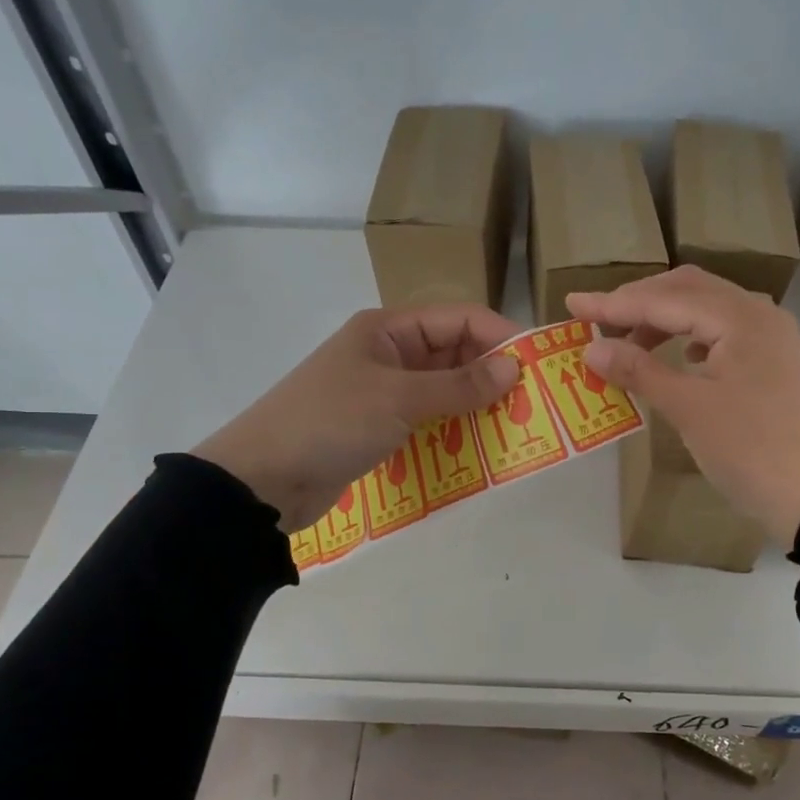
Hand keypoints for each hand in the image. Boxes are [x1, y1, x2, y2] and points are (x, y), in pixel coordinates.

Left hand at [192, 305, 522, 531]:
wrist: (262, 480)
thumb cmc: (330, 423)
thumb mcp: (398, 399)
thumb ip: (459, 385)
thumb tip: (514, 368)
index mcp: (389, 328)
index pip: (459, 319)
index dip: (500, 337)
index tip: (538, 366)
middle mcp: (389, 353)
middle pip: (455, 353)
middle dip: (493, 374)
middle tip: (533, 402)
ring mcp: (384, 391)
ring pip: (444, 388)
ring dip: (476, 404)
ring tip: (516, 425)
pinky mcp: (380, 427)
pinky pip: (429, 418)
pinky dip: (453, 427)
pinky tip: (480, 445)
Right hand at [568, 268, 799, 546]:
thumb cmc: (751, 450)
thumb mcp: (689, 409)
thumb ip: (639, 371)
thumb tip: (592, 349)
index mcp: (740, 318)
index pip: (665, 299)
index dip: (614, 303)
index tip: (572, 303)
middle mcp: (759, 315)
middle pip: (689, 290)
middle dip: (640, 302)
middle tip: (598, 319)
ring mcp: (771, 338)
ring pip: (708, 310)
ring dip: (665, 319)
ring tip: (631, 345)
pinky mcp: (775, 362)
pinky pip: (724, 333)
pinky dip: (692, 337)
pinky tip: (679, 357)